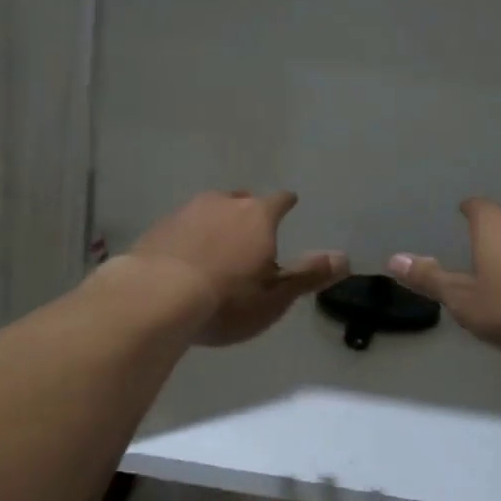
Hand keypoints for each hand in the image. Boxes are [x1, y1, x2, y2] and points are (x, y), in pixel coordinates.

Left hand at [129, 191, 346, 346]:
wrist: (155, 297)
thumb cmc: (227, 300)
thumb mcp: (275, 296)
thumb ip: (309, 275)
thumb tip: (345, 258)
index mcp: (258, 216)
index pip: (279, 201)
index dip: (286, 204)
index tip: (290, 204)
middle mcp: (223, 203)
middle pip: (242, 200)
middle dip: (249, 213)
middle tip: (252, 232)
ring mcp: (187, 212)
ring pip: (209, 210)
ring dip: (216, 223)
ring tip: (217, 246)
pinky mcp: (158, 227)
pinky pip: (182, 226)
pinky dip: (189, 237)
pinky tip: (185, 258)